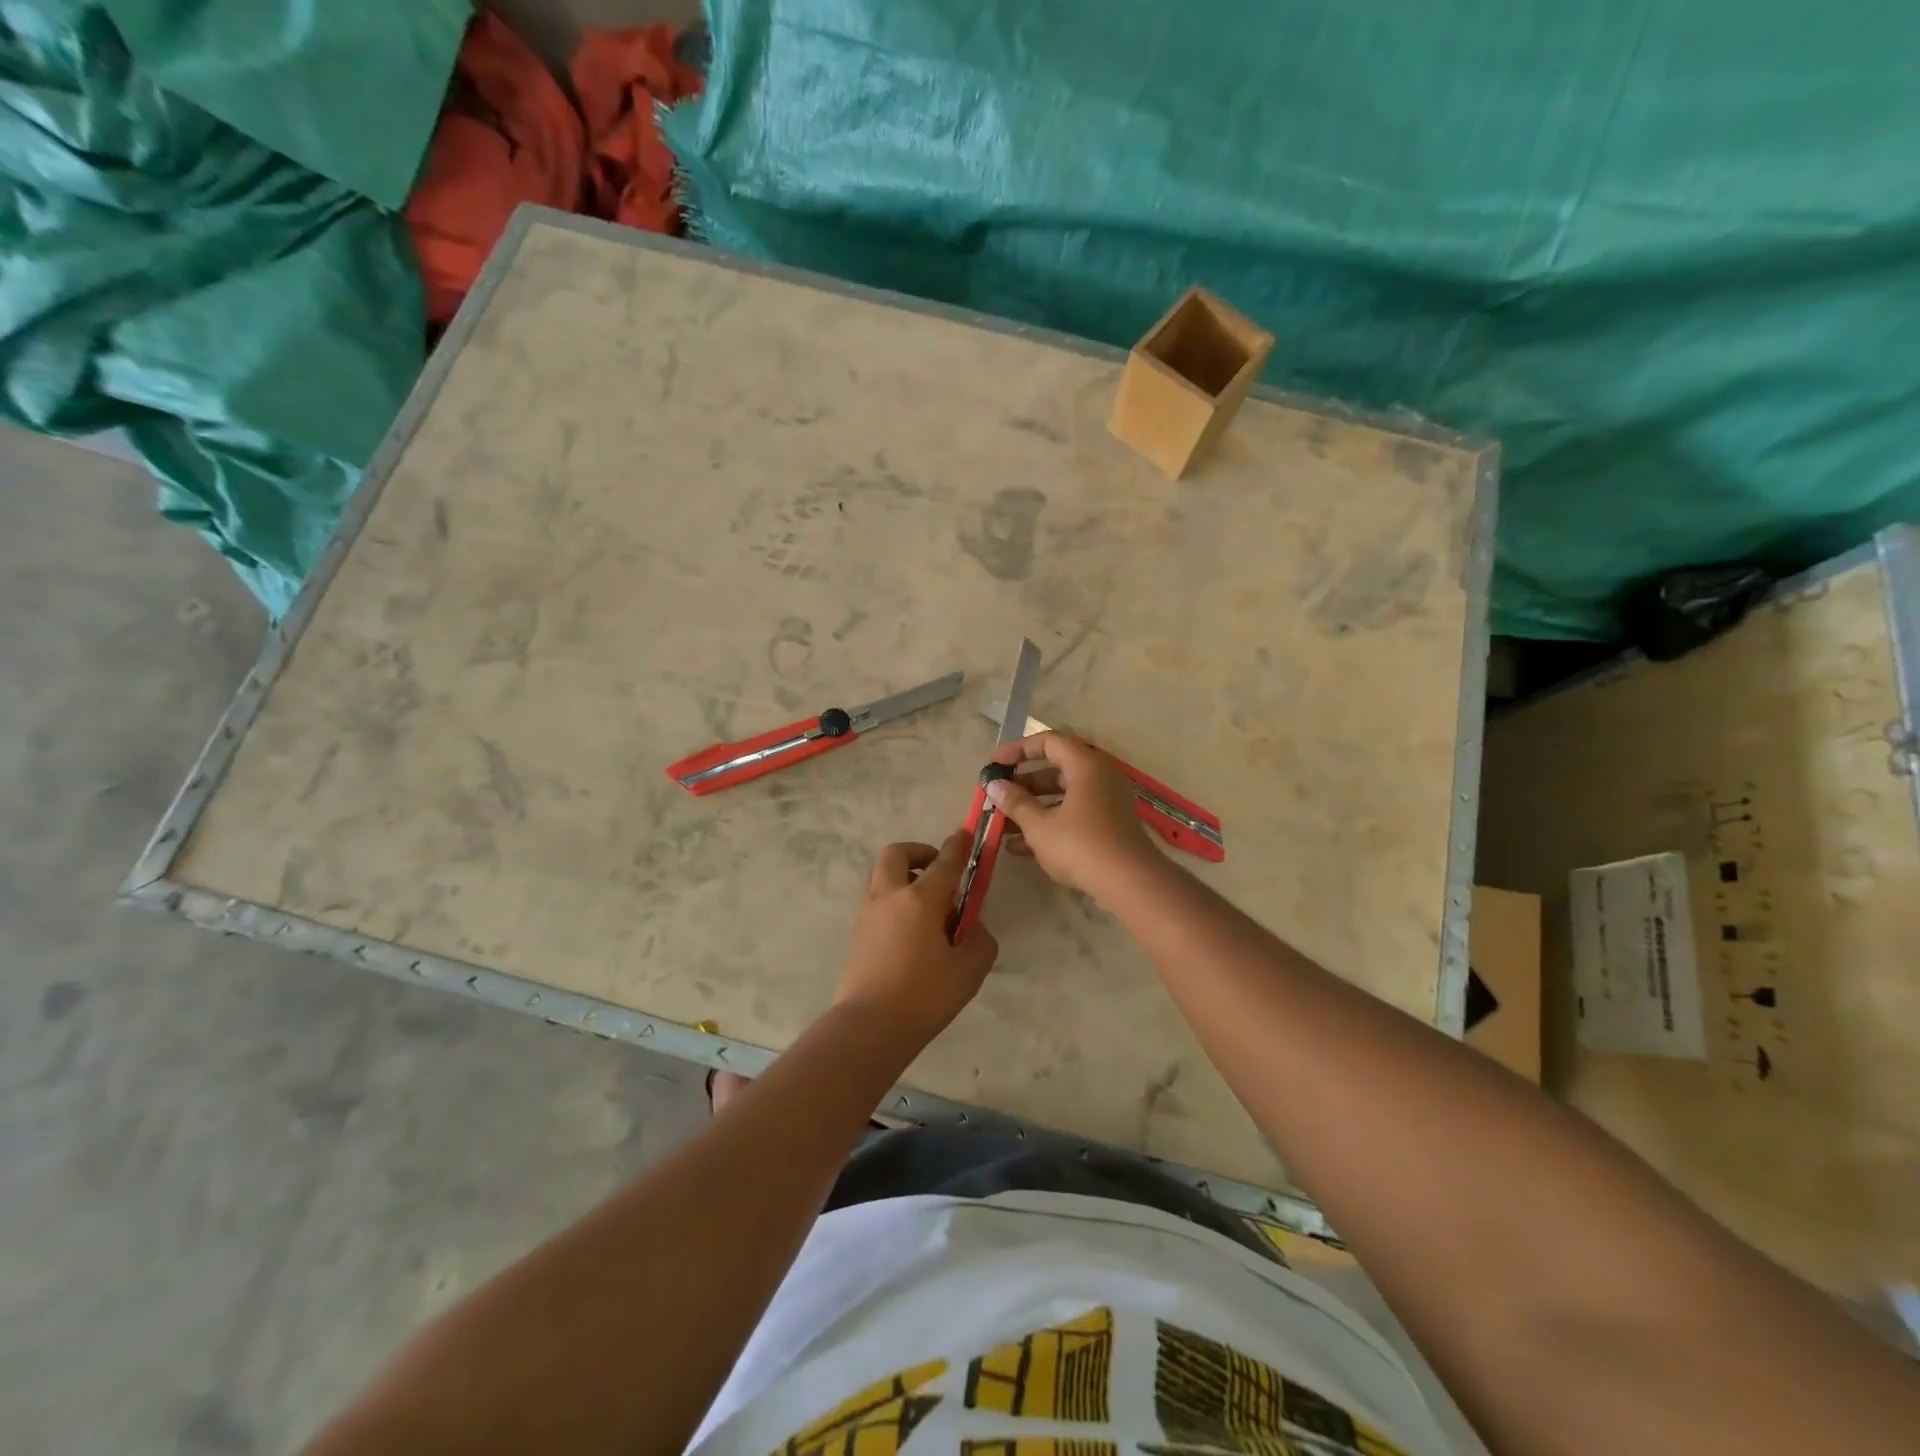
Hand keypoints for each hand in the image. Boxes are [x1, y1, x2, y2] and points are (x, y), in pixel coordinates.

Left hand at [834, 832, 998, 1043]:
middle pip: (897, 854)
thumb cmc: (924, 996)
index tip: (965, 833)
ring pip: (882, 875)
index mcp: (920, 900)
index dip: (958, 846)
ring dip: (904, 876)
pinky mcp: (857, 932)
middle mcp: (889, 896)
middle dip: (919, 852)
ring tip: (926, 905)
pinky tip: (910, 929)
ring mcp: (868, 913)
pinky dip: (894, 899)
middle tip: (938, 870)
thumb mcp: (969, 970)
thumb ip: (979, 940)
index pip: (944, 862)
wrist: (869, 1027)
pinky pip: (877, 899)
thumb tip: (971, 927)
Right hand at [985, 732, 1161, 901]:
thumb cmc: (1081, 845)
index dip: (1018, 750)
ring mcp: (1107, 801)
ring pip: (1063, 795)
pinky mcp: (1109, 825)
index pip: (1049, 742)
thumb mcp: (1040, 825)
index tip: (995, 765)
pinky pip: (1074, 814)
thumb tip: (994, 785)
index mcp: (1086, 765)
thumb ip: (1015, 803)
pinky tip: (1021, 848)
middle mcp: (1099, 776)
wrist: (1130, 883)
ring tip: (1003, 825)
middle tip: (998, 796)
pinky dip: (1050, 823)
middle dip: (1023, 784)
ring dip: (1033, 808)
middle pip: (1056, 769)